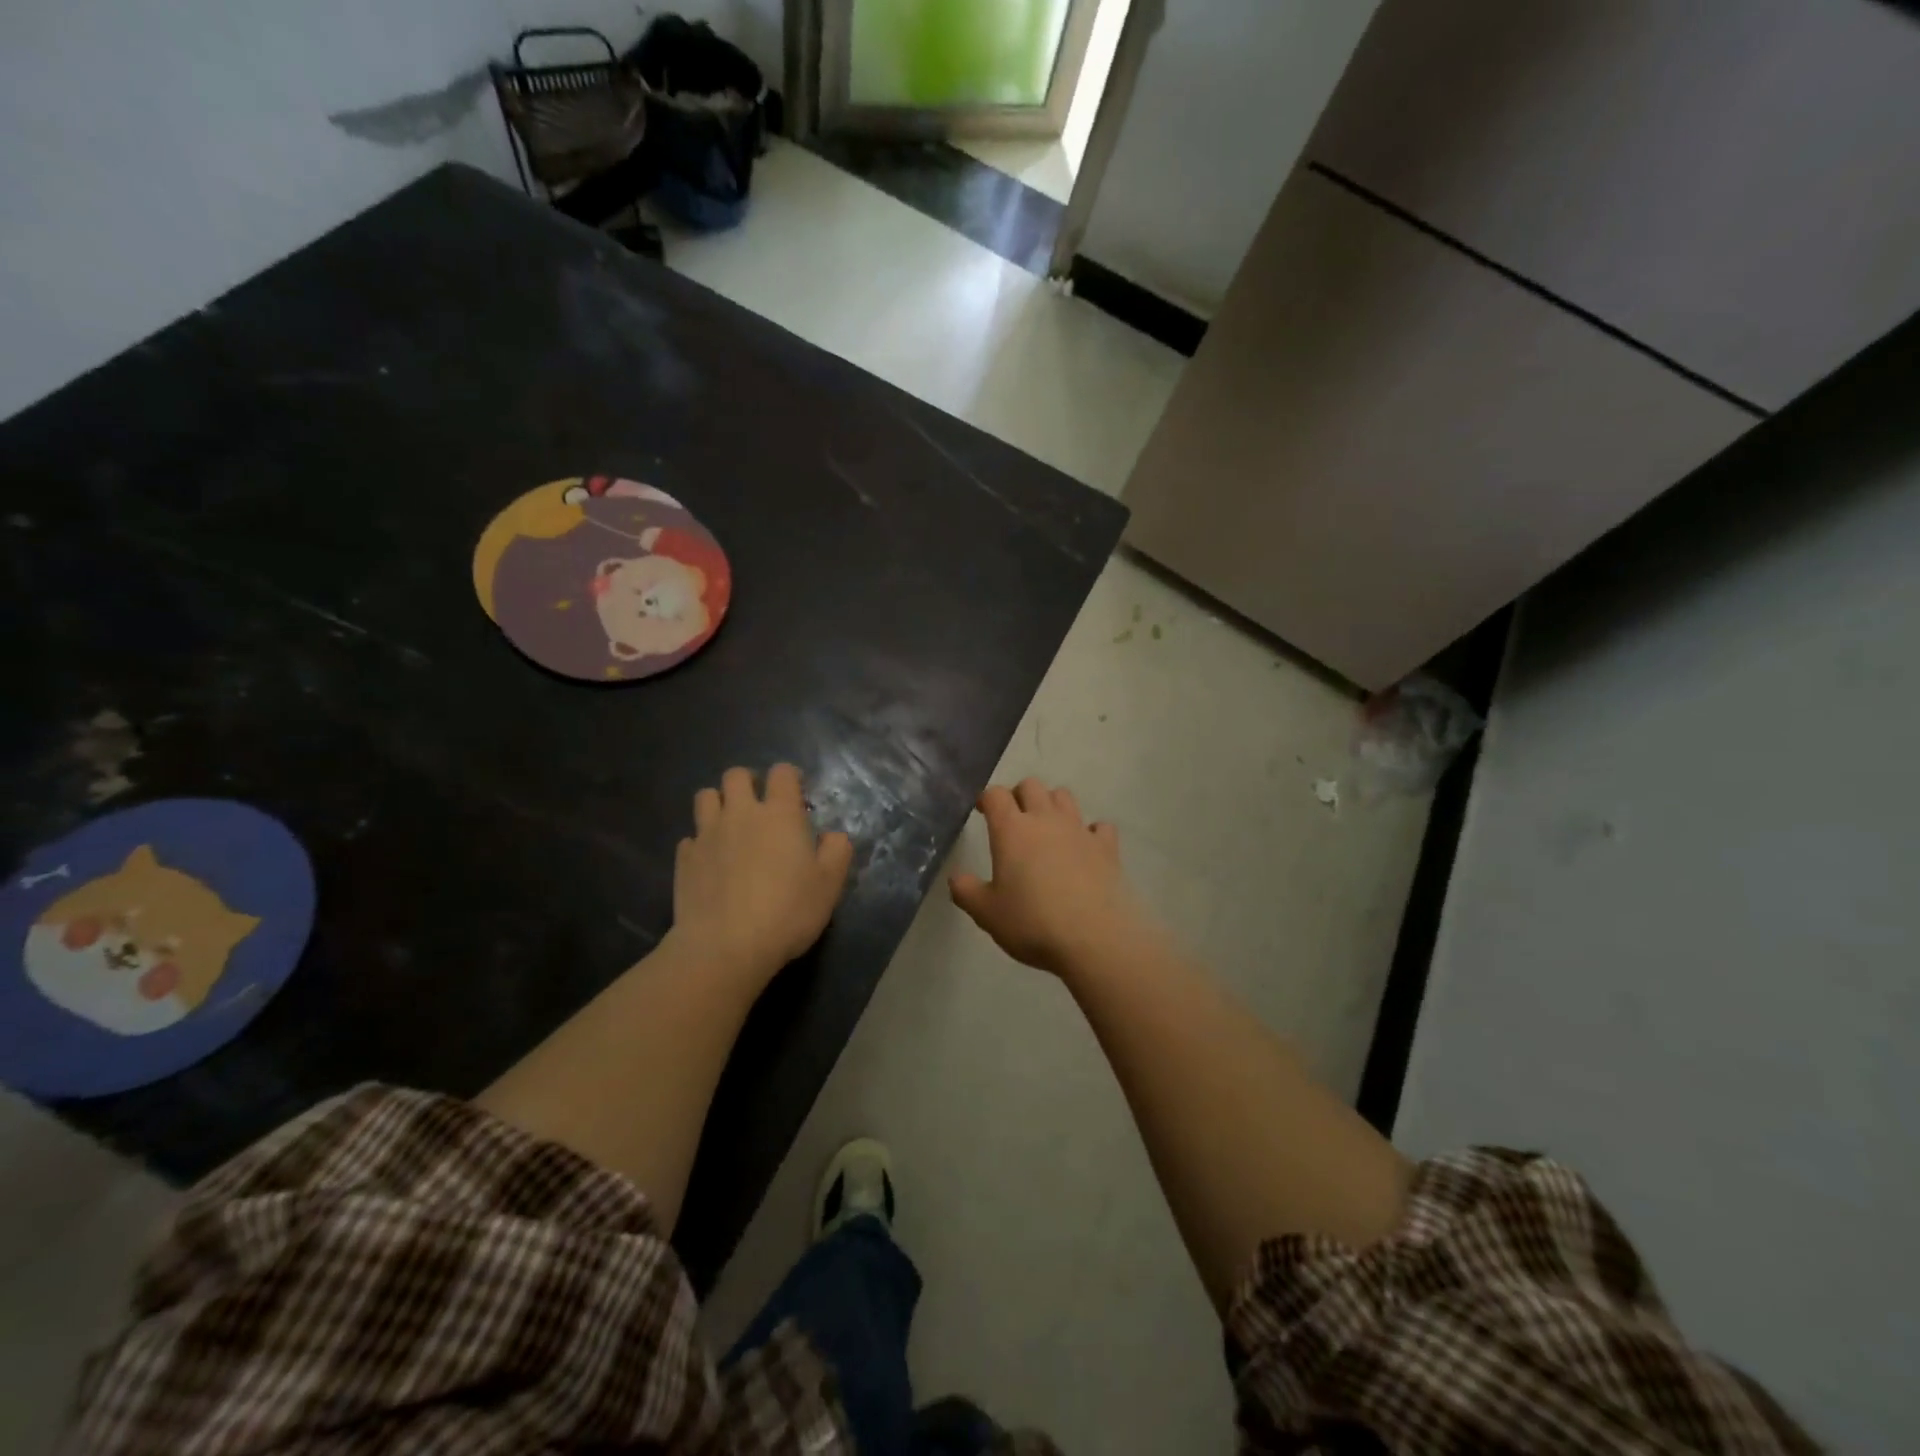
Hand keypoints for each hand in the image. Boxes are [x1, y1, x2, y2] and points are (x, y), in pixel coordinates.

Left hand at [670, 764, 852, 986]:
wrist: (725, 947)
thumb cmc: (787, 912)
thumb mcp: (829, 885)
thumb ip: (837, 852)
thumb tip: (833, 836)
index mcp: (780, 814)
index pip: (782, 773)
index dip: (790, 778)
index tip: (797, 795)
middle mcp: (741, 814)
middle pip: (736, 775)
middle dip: (749, 782)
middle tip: (760, 806)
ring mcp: (707, 834)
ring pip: (706, 797)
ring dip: (719, 803)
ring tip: (730, 826)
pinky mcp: (684, 859)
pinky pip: (691, 837)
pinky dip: (702, 842)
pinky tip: (711, 862)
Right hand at [950, 778, 1156, 977]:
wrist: (1094, 939)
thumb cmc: (1032, 923)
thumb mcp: (986, 913)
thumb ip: (966, 891)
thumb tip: (956, 877)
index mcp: (1012, 829)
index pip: (996, 795)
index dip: (987, 798)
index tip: (983, 811)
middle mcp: (1046, 819)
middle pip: (1031, 785)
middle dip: (1019, 795)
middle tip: (1014, 819)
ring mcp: (1079, 830)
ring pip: (1064, 796)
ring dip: (1052, 804)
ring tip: (1047, 829)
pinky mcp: (1107, 847)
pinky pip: (1099, 826)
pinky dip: (1090, 831)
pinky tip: (1085, 848)